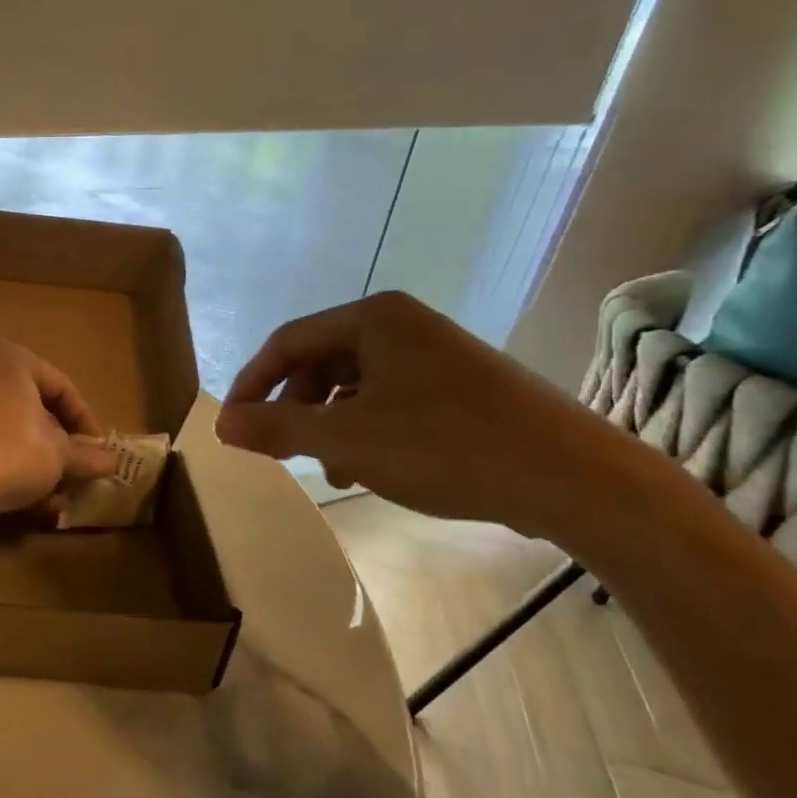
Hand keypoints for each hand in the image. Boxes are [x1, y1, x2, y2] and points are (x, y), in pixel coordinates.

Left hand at [0, 340, 121, 525]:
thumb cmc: (8, 451)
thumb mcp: (58, 455)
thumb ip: (87, 455)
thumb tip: (113, 460)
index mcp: (11, 361)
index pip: (63, 388)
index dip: (87, 423)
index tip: (101, 453)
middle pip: (36, 412)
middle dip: (61, 449)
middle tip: (80, 475)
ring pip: (13, 436)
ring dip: (39, 467)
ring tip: (58, 498)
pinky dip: (11, 473)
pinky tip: (30, 504)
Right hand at [214, 292, 622, 539]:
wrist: (575, 478)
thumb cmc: (447, 446)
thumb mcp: (346, 440)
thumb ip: (277, 428)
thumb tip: (221, 424)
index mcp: (373, 318)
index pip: (286, 342)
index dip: (252, 385)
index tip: (234, 426)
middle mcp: (402, 324)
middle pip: (319, 360)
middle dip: (294, 408)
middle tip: (280, 449)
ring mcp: (434, 352)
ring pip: (353, 383)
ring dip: (328, 424)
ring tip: (330, 469)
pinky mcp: (459, 384)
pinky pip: (388, 397)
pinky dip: (365, 428)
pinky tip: (370, 467)